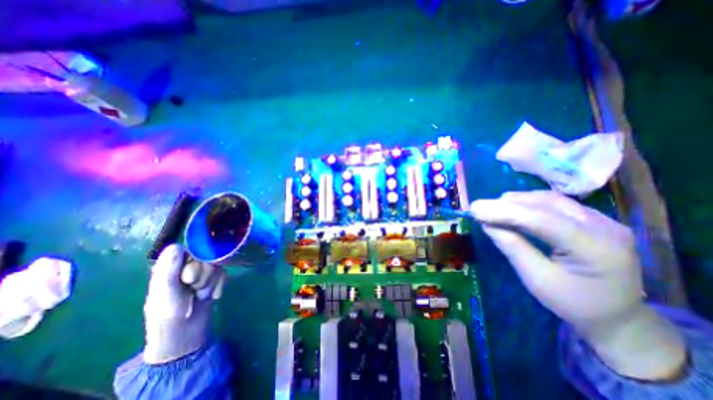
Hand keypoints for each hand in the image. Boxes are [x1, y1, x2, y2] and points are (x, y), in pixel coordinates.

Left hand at [142, 243, 224, 365]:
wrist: (185, 335)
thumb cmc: (168, 316)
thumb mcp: (166, 293)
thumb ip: (169, 269)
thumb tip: (176, 245)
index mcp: (171, 267)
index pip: (192, 251)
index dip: (195, 263)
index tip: (188, 279)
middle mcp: (187, 266)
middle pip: (207, 258)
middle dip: (204, 276)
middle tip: (194, 289)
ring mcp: (202, 273)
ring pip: (216, 266)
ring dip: (211, 282)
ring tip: (201, 295)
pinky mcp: (213, 279)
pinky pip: (223, 274)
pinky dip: (218, 286)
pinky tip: (211, 296)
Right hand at [470, 193, 683, 379]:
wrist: (618, 317)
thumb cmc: (573, 303)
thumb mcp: (536, 279)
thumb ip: (512, 247)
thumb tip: (487, 224)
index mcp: (595, 249)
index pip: (541, 220)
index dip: (504, 212)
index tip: (475, 209)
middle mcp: (604, 227)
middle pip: (546, 204)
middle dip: (507, 204)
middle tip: (479, 207)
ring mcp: (603, 220)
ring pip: (550, 199)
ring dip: (517, 201)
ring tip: (492, 207)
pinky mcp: (595, 219)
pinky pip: (556, 203)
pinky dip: (529, 203)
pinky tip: (513, 207)